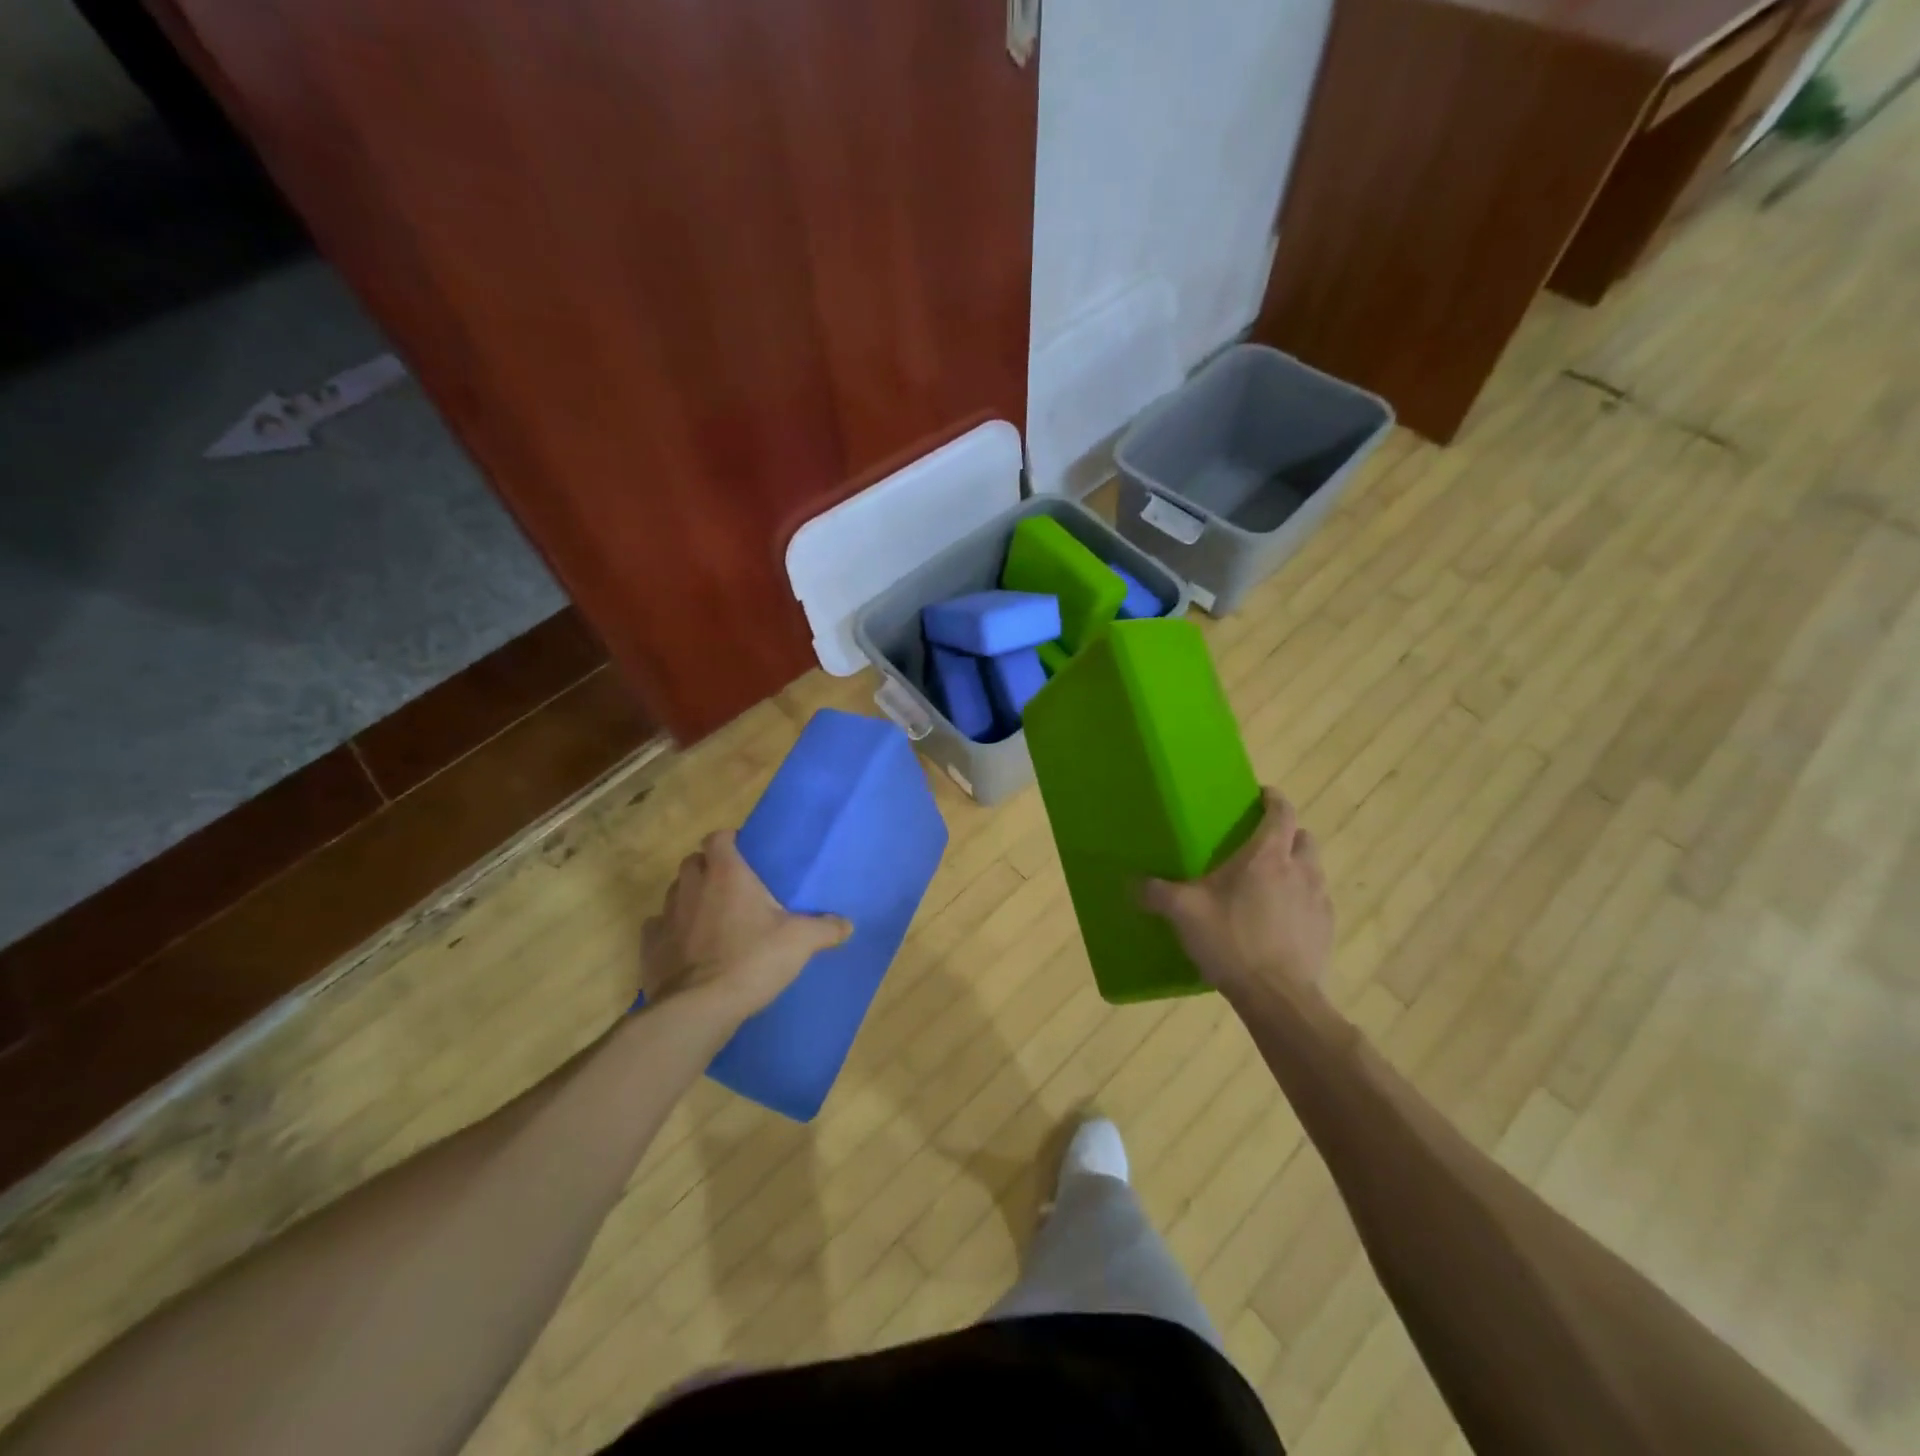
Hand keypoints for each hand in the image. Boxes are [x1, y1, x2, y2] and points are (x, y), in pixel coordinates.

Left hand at [640, 830, 850, 1022]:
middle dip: (707, 867)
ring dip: (689, 897)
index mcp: (726, 874)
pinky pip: (658, 927)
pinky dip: (671, 930)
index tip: (743, 852)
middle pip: (692, 862)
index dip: (728, 840)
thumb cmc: (752, 960)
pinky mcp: (650, 946)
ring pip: (674, 892)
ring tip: (710, 915)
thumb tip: (846, 924)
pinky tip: (686, 945)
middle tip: (730, 885)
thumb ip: (825, 928)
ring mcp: (666, 916)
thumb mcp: (800, 942)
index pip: (717, 838)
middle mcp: (691, 887)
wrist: (700, 1008)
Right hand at [1143, 789, 1333, 1009]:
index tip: (1261, 795)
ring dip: (1296, 868)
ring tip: (1270, 884)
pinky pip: (1317, 904)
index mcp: (1267, 856)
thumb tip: (1133, 884)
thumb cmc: (1231, 940)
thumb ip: (1156, 893)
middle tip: (1261, 845)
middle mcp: (1300, 870)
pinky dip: (1302, 902)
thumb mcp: (1183, 913)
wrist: (1277, 996)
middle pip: (1304, 837)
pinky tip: (1280, 921)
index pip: (1281, 812)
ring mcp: (1319, 901)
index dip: (1273, 799)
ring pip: (1314, 870)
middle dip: (1288, 834)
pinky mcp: (1326, 931)